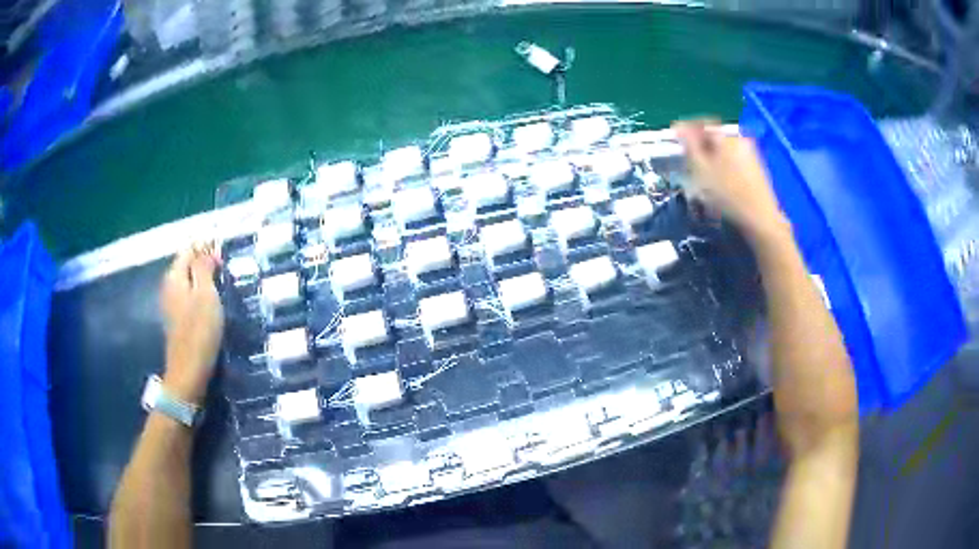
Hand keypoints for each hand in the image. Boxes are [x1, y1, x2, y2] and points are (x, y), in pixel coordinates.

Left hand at [160, 243, 223, 405]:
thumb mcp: (206, 295)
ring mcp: (170, 304)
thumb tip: (206, 249)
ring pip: (187, 281)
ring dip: (202, 279)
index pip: (188, 250)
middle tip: (225, 268)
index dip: (205, 247)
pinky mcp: (176, 320)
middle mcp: (168, 286)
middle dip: (203, 262)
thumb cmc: (199, 331)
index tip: (223, 255)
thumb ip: (204, 268)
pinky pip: (188, 296)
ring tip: (221, 283)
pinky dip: (199, 293)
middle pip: (186, 265)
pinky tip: (211, 303)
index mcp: (174, 277)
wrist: (188, 372)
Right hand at [673, 120, 789, 243]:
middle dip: (700, 147)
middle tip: (688, 162)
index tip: (675, 139)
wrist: (760, 220)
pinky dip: (723, 167)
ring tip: (703, 176)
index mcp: (727, 137)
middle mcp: (740, 140)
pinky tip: (720, 184)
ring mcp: (751, 155)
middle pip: (714, 138)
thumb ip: (689, 145)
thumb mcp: (702, 170)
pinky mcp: (756, 170)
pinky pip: (734, 161)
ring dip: (711, 159)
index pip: (702, 124)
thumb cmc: (728, 195)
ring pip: (724, 151)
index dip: (686, 130)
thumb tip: (679, 127)